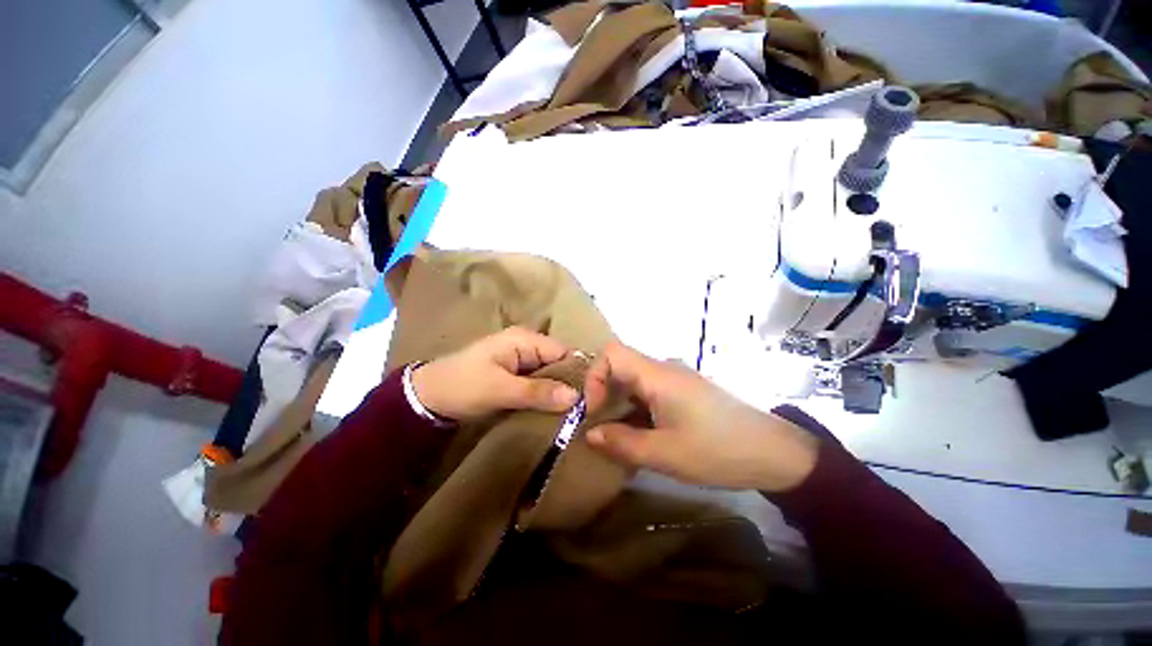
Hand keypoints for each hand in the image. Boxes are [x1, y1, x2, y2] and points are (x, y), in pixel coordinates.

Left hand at [411, 327, 580, 421]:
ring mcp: (521, 360)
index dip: (579, 373)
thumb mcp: (500, 389)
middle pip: (559, 362)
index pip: (564, 352)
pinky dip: (547, 395)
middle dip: (571, 384)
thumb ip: (538, 392)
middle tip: (585, 410)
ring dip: (559, 392)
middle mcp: (527, 345)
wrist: (426, 397)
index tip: (592, 398)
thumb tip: (576, 397)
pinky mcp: (516, 375)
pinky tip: (556, 411)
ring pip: (551, 374)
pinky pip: (539, 383)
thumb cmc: (462, 386)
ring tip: (574, 413)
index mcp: (524, 339)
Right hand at [583, 341, 819, 491]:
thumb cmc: (718, 450)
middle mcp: (663, 369)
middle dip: (603, 395)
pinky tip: (640, 435)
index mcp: (657, 375)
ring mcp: (675, 380)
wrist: (775, 453)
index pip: (611, 353)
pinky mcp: (684, 392)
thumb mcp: (664, 454)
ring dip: (619, 404)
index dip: (594, 377)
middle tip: (599, 428)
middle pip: (620, 366)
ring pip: (633, 381)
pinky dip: (635, 409)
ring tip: (617, 436)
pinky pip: (649, 391)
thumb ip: (622, 443)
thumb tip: (589, 434)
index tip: (594, 410)